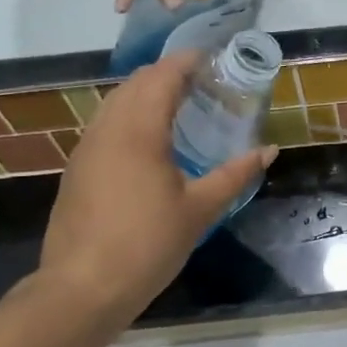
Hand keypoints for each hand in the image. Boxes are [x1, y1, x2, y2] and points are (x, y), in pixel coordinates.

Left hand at [35, 50, 276, 322]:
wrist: (82, 288)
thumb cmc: (147, 245)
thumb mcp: (200, 209)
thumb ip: (235, 174)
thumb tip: (269, 150)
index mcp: (138, 131)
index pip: (163, 76)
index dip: (187, 61)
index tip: (213, 58)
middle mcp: (108, 128)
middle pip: (136, 82)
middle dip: (168, 73)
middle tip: (203, 83)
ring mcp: (87, 148)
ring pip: (116, 102)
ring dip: (146, 93)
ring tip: (179, 107)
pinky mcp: (77, 168)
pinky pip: (106, 124)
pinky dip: (130, 116)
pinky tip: (150, 141)